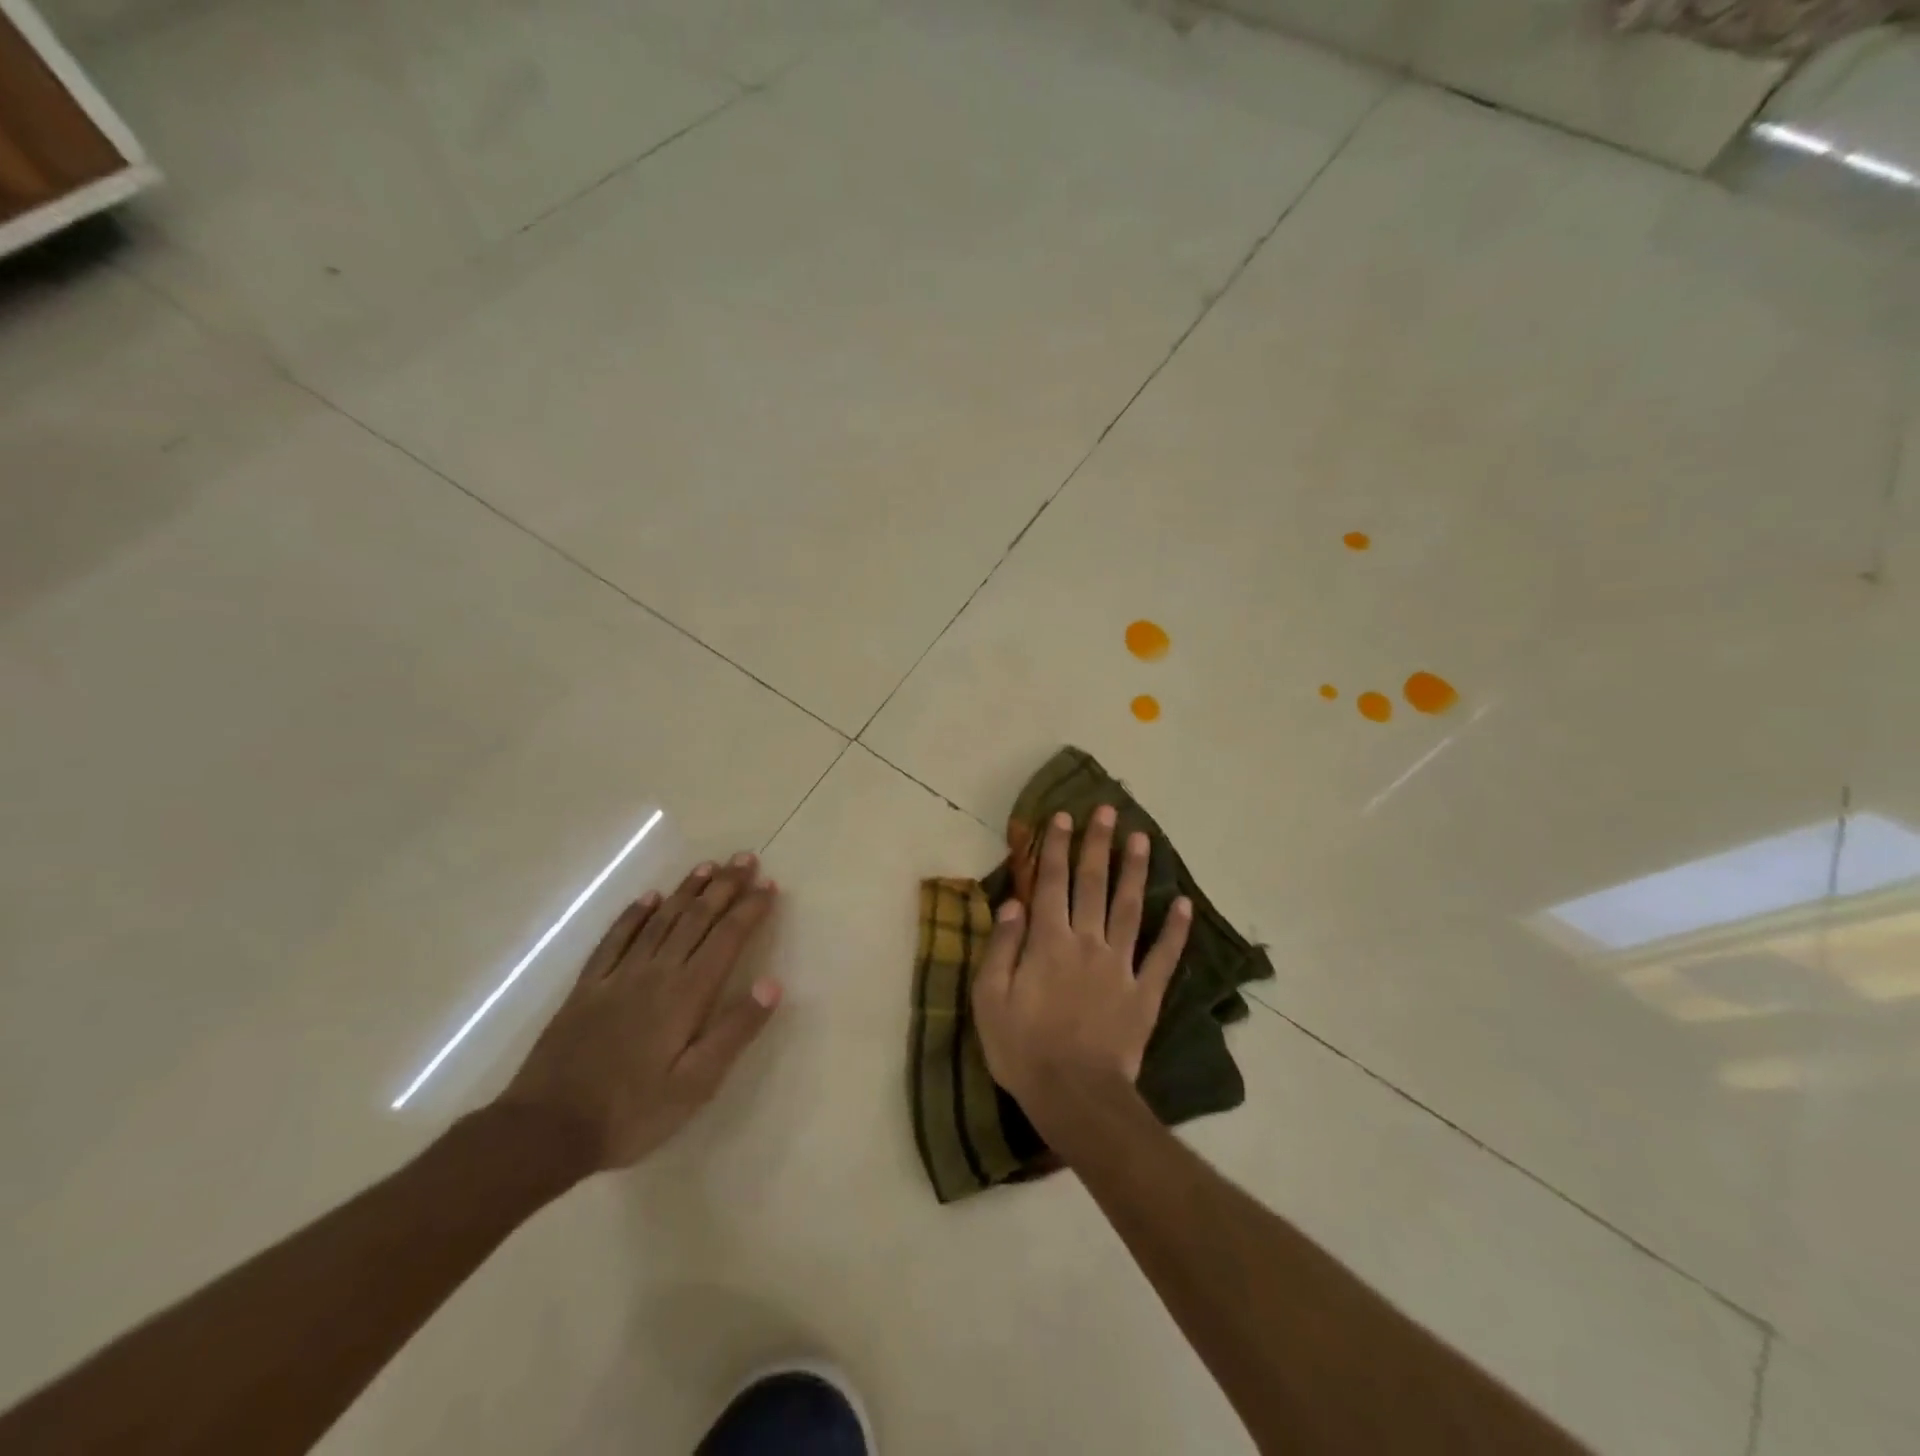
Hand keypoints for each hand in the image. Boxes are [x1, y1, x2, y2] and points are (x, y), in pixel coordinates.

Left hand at [497, 854, 781, 1172]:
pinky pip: (615, 939)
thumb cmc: (633, 1112)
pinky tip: (648, 898)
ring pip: (660, 920)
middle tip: (745, 859)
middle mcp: (656, 973)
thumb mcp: (697, 1084)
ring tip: (708, 866)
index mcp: (687, 994)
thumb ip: (735, 1030)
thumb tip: (773, 983)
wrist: (545, 1130)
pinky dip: (634, 914)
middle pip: (696, 919)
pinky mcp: (587, 988)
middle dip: (724, 886)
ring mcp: (618, 976)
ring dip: (687, 891)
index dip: (750, 909)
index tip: (770, 885)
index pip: (727, 938)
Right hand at [972, 806, 1191, 1118]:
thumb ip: (1002, 946)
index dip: (1055, 847)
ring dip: (1136, 871)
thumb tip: (1013, 902)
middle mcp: (1087, 942)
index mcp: (1048, 941)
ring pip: (1131, 908)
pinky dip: (1176, 931)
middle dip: (1098, 844)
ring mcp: (1120, 966)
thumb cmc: (1023, 1048)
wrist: (1074, 1097)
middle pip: (1093, 884)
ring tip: (1143, 838)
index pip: (1051, 882)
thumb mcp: (990, 999)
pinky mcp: (1145, 994)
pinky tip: (1184, 904)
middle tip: (1107, 811)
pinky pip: (1163, 957)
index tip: (1062, 816)